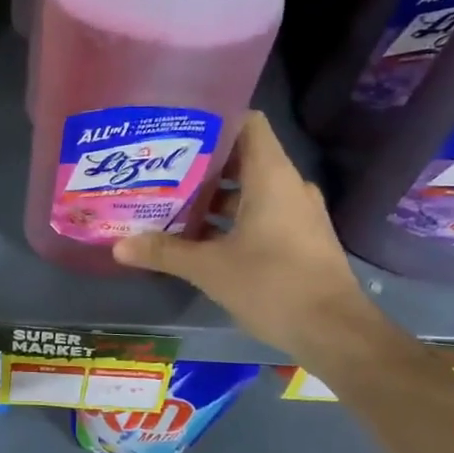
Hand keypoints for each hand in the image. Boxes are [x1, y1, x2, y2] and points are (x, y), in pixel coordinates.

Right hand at [112, 111, 379, 358]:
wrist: (335, 333)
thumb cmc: (273, 285)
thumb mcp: (209, 269)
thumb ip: (164, 252)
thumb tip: (118, 246)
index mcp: (271, 177)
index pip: (247, 123)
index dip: (213, 119)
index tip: (175, 129)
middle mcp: (288, 186)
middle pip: (242, 157)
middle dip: (200, 163)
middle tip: (159, 168)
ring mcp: (297, 213)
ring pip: (249, 190)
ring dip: (212, 196)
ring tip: (170, 202)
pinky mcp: (298, 239)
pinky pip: (260, 214)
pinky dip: (230, 219)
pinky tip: (197, 237)